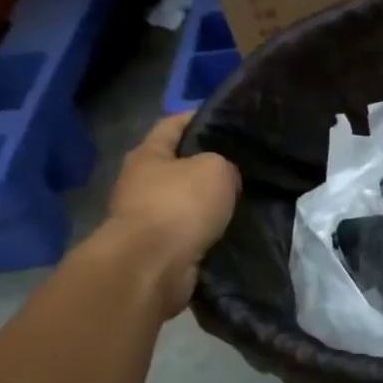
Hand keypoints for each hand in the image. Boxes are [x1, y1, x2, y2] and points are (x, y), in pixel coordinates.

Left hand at [100, 113, 240, 317]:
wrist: (152, 265)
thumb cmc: (180, 205)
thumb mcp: (216, 169)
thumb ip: (224, 164)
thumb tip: (224, 178)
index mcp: (148, 154)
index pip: (173, 124)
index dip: (198, 117)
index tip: (226, 121)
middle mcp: (140, 181)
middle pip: (177, 164)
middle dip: (205, 164)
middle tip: (241, 165)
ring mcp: (145, 215)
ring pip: (183, 199)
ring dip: (206, 201)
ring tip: (240, 199)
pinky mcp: (156, 246)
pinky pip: (187, 229)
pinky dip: (205, 229)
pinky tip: (228, 228)